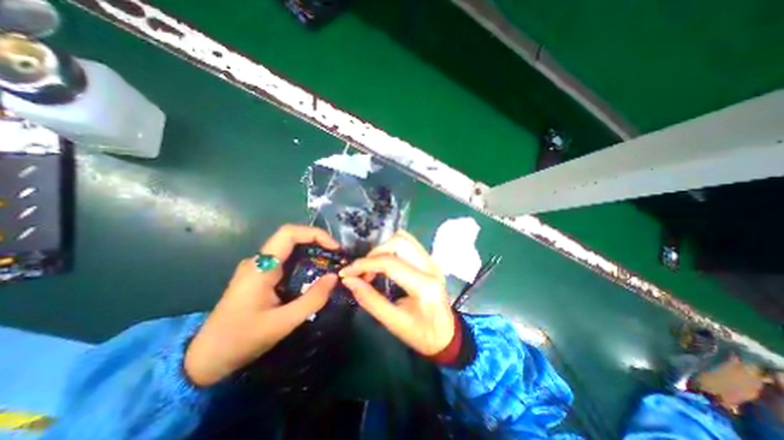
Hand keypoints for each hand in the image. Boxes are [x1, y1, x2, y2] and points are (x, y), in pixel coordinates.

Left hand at [187, 224, 341, 386]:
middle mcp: (259, 261)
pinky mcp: (260, 276)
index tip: (334, 248)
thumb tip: (334, 277)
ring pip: (290, 249)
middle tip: (337, 256)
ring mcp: (258, 268)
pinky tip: (314, 276)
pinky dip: (304, 263)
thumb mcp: (282, 323)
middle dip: (318, 243)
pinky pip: (286, 261)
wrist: (204, 360)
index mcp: (261, 267)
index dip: (315, 234)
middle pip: (292, 238)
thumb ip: (312, 299)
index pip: (289, 233)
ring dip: (312, 252)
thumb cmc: (240, 340)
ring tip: (330, 265)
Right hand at [337, 231, 453, 355]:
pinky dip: (391, 248)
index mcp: (424, 285)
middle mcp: (430, 266)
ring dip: (383, 248)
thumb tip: (349, 281)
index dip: (364, 264)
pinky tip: (384, 263)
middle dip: (374, 253)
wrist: (447, 335)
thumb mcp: (394, 323)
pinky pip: (408, 243)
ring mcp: (432, 260)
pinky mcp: (429, 259)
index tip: (347, 272)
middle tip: (363, 272)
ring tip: (372, 267)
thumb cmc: (422, 334)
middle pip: (398, 242)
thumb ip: (370, 300)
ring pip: (404, 238)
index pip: (390, 263)